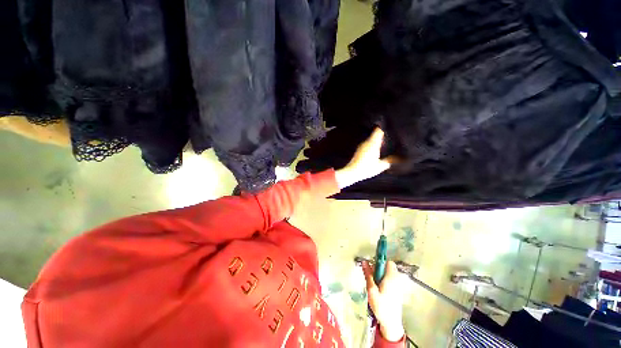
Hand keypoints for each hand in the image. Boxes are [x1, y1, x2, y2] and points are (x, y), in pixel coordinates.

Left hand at [334, 128, 394, 188]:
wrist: (351, 172)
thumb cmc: (366, 168)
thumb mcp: (380, 166)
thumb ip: (390, 161)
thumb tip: (399, 158)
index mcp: (373, 143)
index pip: (379, 130)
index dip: (384, 127)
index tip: (390, 126)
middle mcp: (366, 142)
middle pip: (375, 134)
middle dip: (382, 134)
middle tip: (389, 136)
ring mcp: (361, 146)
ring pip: (371, 139)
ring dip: (376, 140)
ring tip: (384, 143)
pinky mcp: (358, 150)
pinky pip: (367, 144)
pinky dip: (372, 145)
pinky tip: (375, 151)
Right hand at [363, 261, 404, 341]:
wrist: (391, 323)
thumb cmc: (381, 306)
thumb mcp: (371, 290)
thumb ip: (368, 274)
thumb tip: (364, 261)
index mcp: (391, 278)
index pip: (388, 262)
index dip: (380, 262)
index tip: (372, 267)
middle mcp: (396, 279)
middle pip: (388, 267)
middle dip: (379, 270)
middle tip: (371, 278)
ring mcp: (398, 285)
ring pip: (388, 274)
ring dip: (381, 276)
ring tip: (374, 285)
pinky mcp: (397, 291)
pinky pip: (390, 280)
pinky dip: (384, 281)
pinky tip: (379, 290)